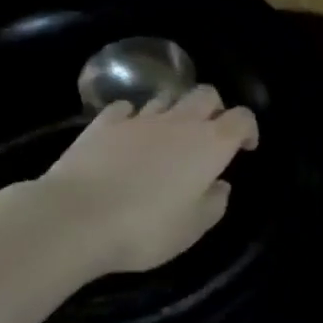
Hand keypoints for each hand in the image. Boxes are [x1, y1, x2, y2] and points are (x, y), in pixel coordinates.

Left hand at [21, 84, 258, 277]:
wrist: (73, 219)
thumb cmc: (145, 228)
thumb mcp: (193, 229)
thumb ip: (214, 203)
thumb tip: (219, 185)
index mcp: (211, 144)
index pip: (242, 118)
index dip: (248, 129)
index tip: (245, 148)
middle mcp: (180, 122)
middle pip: (206, 94)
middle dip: (214, 109)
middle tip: (208, 135)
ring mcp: (139, 119)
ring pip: (167, 98)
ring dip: (174, 112)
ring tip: (167, 137)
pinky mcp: (103, 124)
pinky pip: (126, 109)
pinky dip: (133, 117)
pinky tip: (128, 135)